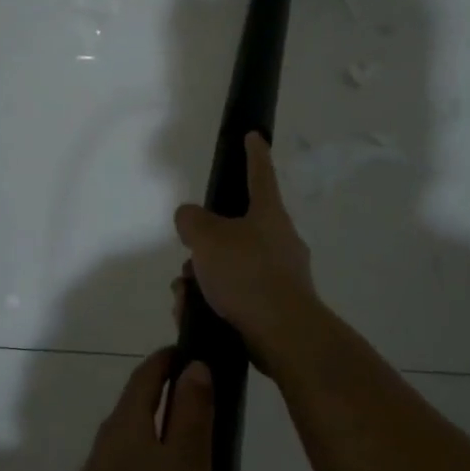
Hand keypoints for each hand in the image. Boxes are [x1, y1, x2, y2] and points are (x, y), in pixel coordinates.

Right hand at [173, 133, 315, 363]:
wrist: (284, 334)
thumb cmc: (247, 274)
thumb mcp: (207, 238)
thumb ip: (191, 220)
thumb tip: (191, 219)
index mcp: (268, 214)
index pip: (260, 174)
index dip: (254, 153)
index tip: (254, 136)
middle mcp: (279, 240)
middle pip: (235, 230)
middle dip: (205, 246)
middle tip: (188, 261)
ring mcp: (281, 275)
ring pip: (231, 266)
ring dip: (204, 279)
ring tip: (185, 296)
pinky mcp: (275, 306)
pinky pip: (237, 296)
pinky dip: (213, 303)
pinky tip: (194, 315)